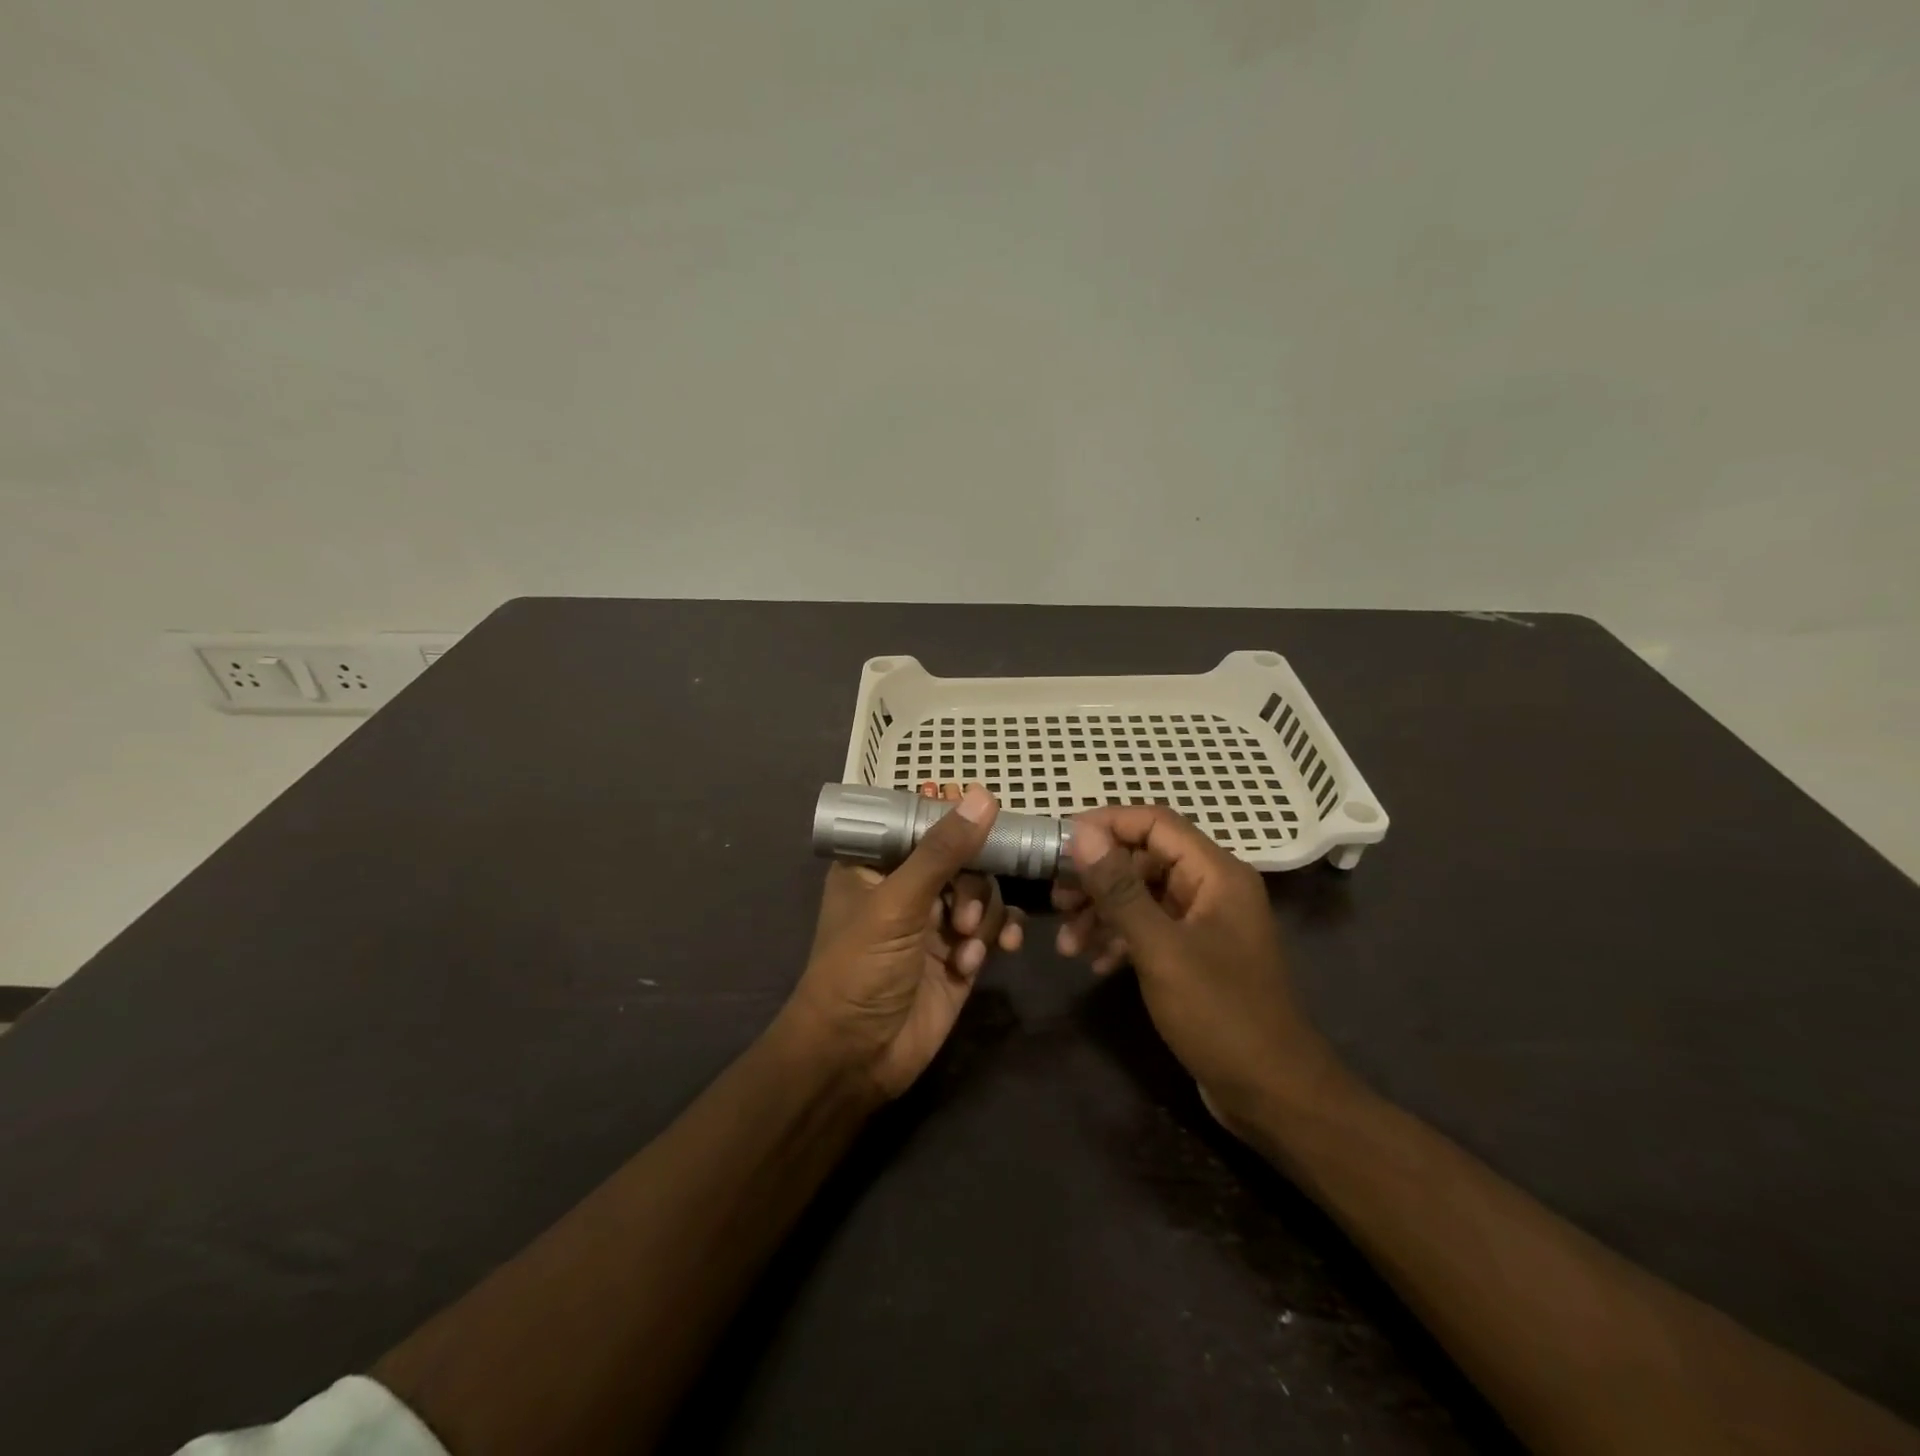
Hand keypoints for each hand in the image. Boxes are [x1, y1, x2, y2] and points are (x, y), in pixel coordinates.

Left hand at [786, 785, 1024, 1099]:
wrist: (857, 1057)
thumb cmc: (859, 969)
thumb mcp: (897, 904)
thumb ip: (941, 852)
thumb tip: (982, 796)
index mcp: (875, 865)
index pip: (918, 820)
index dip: (950, 813)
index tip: (983, 812)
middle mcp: (908, 886)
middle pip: (962, 855)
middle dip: (972, 882)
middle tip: (963, 916)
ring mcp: (937, 921)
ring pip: (984, 890)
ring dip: (985, 914)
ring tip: (967, 946)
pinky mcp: (962, 953)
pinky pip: (995, 925)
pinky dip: (1000, 934)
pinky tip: (999, 950)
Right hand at [1052, 807, 1341, 1132]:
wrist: (1271, 1093)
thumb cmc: (1219, 1013)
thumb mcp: (1160, 948)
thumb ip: (1119, 888)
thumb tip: (1081, 833)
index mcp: (1216, 873)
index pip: (1154, 823)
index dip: (1106, 825)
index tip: (1060, 843)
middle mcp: (1213, 888)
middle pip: (1144, 859)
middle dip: (1097, 877)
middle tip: (1056, 898)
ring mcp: (1205, 923)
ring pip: (1143, 896)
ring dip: (1102, 913)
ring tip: (1067, 943)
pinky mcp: (1196, 955)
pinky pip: (1150, 928)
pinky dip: (1120, 939)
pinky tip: (1096, 964)